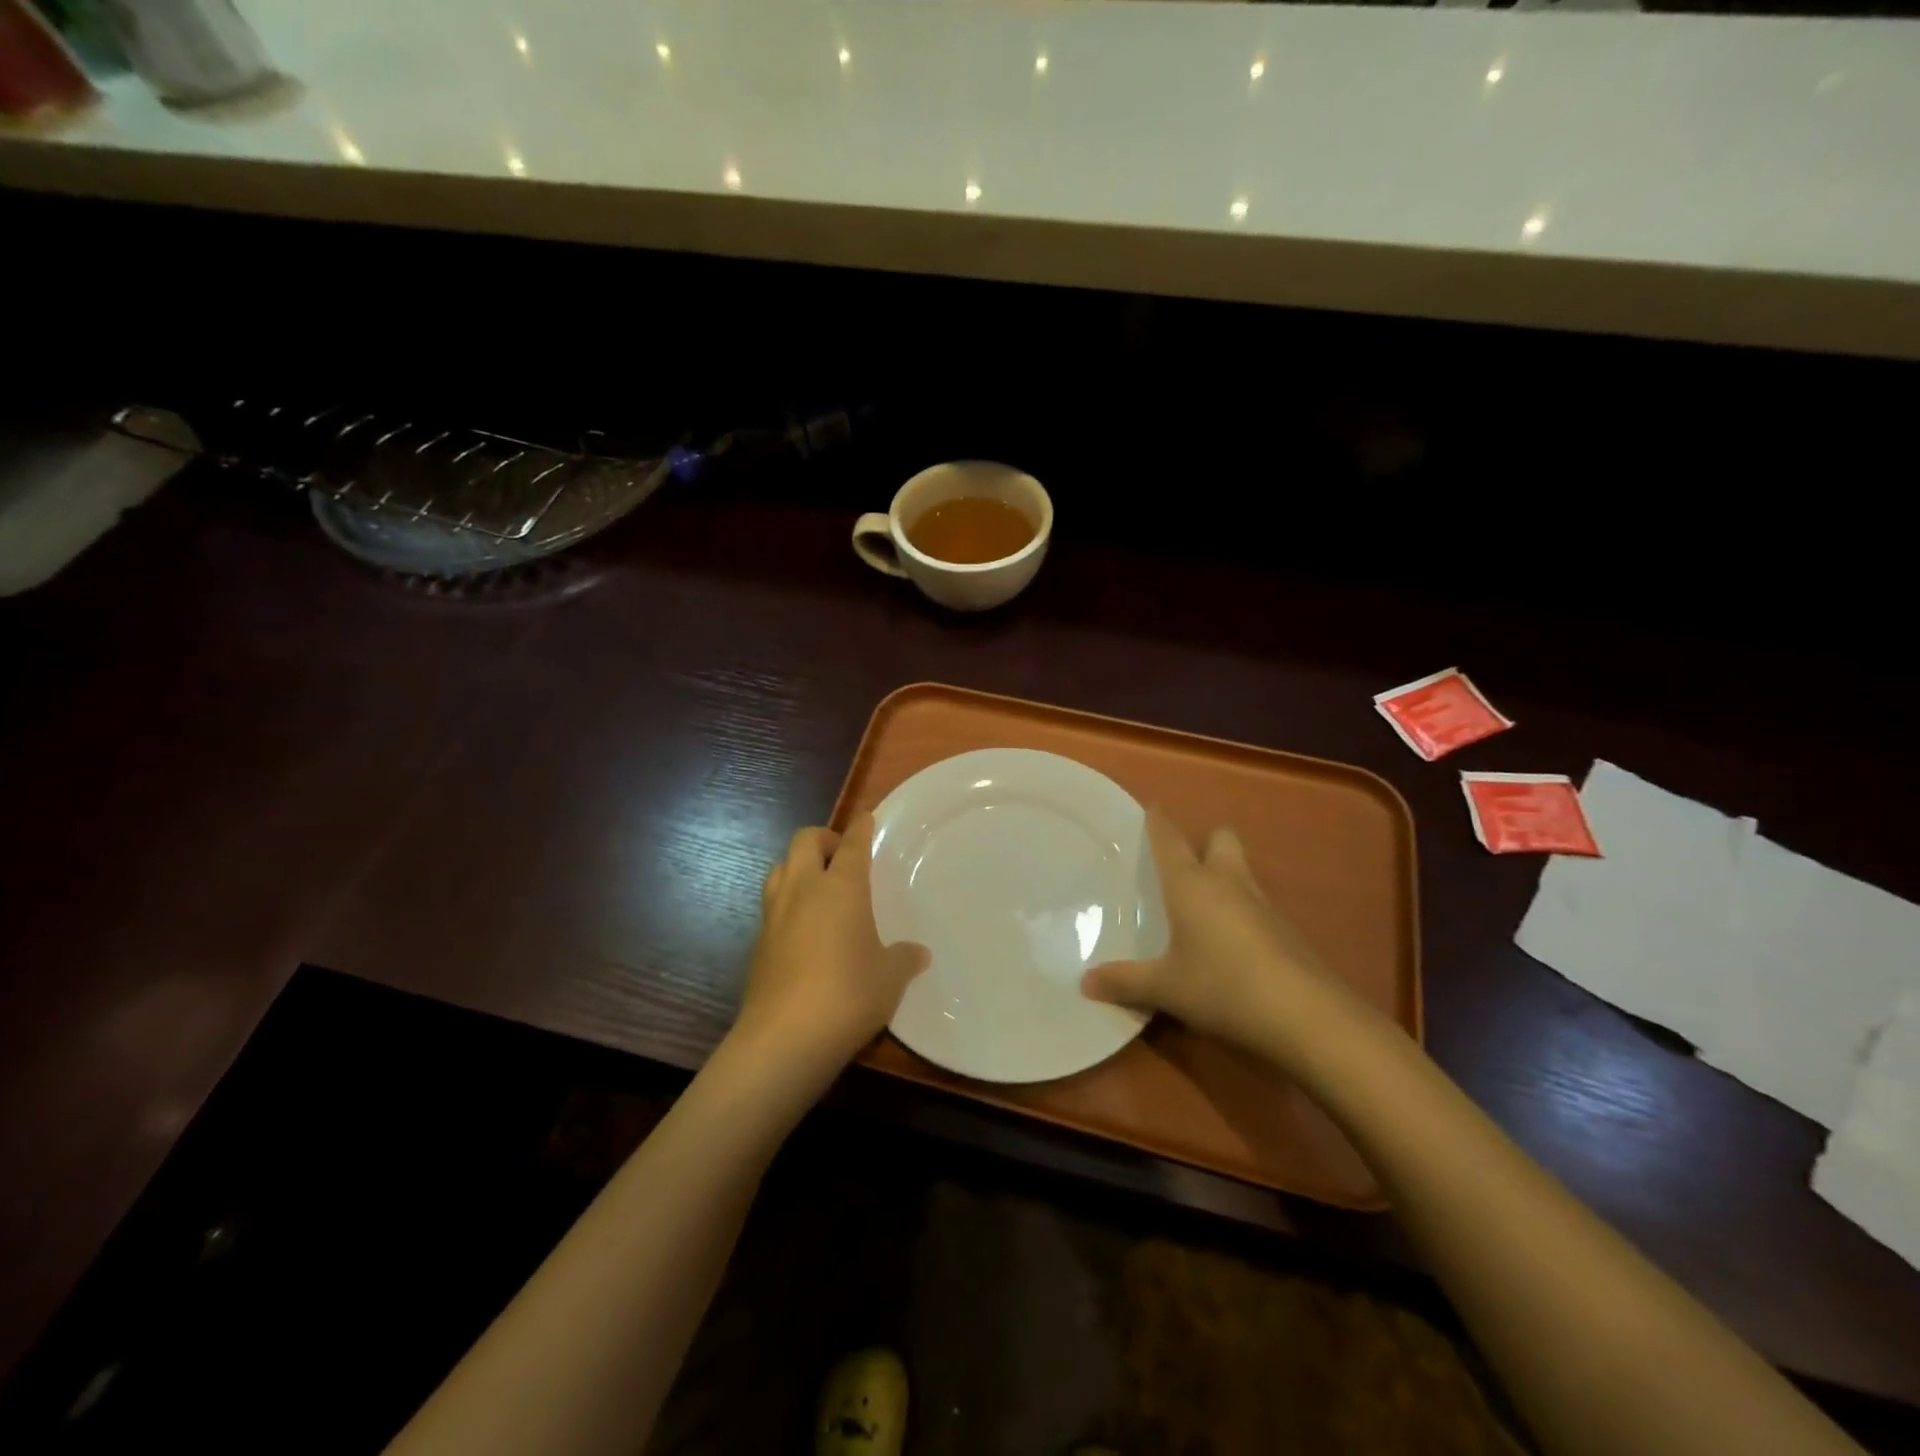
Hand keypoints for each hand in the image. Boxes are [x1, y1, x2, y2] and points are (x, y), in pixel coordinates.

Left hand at [732, 813, 928, 1079]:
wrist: (784, 1038)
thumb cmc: (848, 995)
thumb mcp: (890, 978)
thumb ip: (904, 959)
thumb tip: (918, 954)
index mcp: (841, 887)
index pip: (852, 844)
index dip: (860, 828)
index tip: (866, 817)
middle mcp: (804, 890)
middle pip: (804, 841)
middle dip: (823, 838)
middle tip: (842, 855)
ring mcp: (774, 915)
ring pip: (780, 868)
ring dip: (798, 866)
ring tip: (819, 887)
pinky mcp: (757, 944)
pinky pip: (772, 906)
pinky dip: (787, 903)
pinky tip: (803, 929)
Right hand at [1080, 810, 1373, 1066]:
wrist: (1308, 1018)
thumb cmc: (1223, 987)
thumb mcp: (1166, 988)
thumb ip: (1125, 982)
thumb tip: (1084, 982)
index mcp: (1192, 885)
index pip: (1170, 841)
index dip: (1159, 822)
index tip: (1152, 807)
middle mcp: (1228, 884)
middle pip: (1221, 840)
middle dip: (1205, 842)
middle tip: (1184, 865)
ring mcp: (1263, 906)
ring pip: (1242, 872)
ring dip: (1225, 878)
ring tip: (1201, 908)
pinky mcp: (1288, 933)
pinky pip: (1257, 907)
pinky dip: (1242, 914)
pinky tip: (1231, 947)